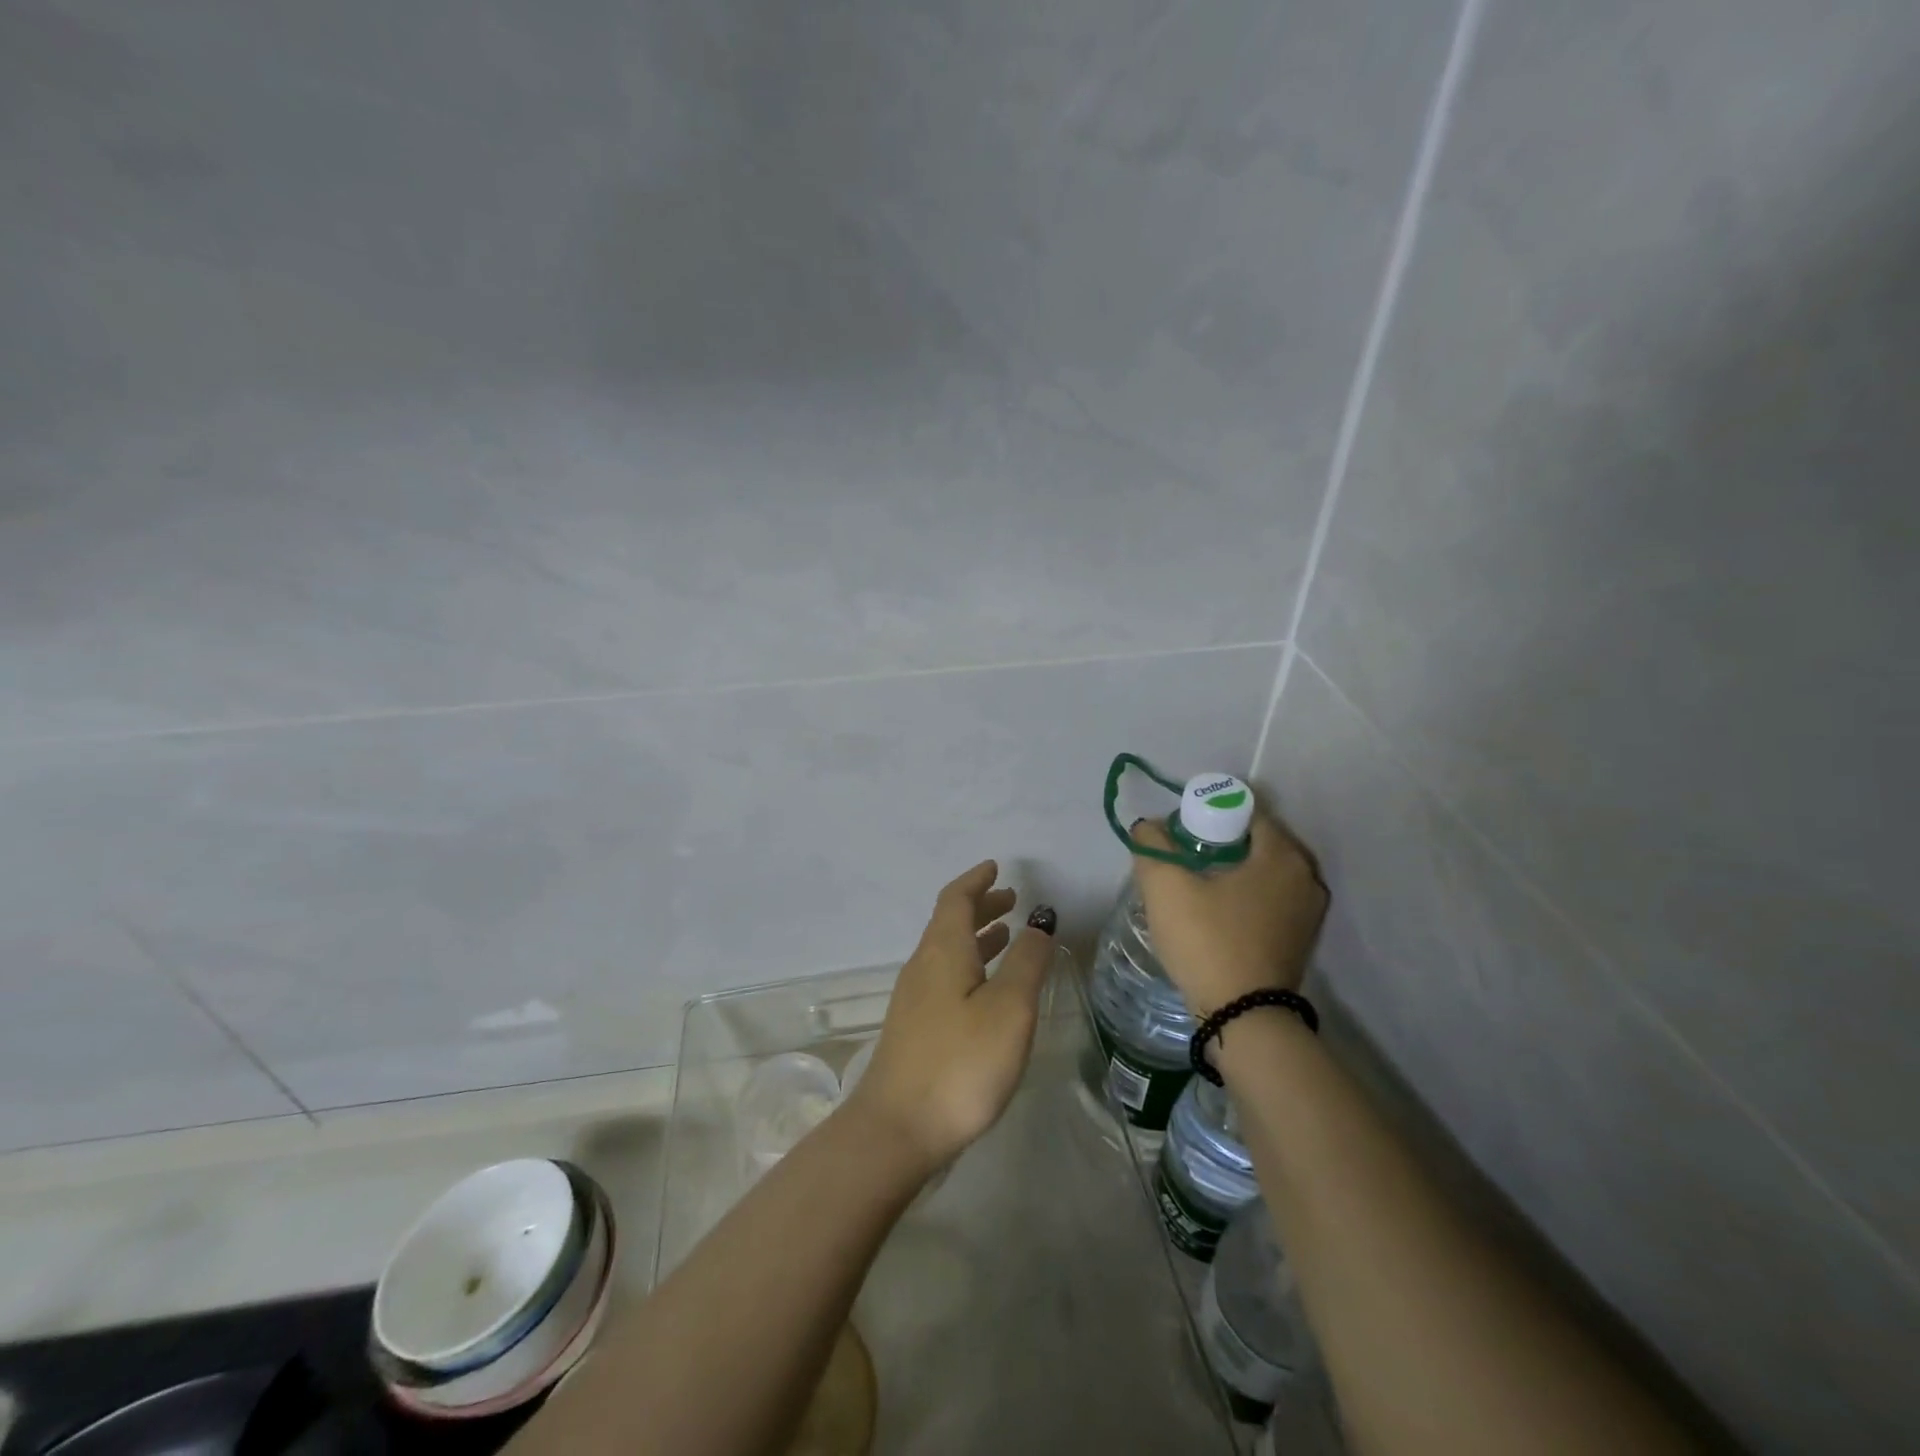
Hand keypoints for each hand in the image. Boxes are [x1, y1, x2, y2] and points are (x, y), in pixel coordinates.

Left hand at [842, 861, 1055, 1176]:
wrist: (898, 1129)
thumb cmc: (960, 1063)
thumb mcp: (1008, 1009)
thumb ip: (1027, 963)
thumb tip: (1038, 923)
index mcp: (943, 950)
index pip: (955, 899)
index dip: (976, 880)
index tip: (995, 867)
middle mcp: (923, 966)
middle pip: (949, 922)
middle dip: (980, 906)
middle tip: (1011, 900)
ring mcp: (914, 999)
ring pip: (947, 951)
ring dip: (976, 936)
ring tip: (1006, 936)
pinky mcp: (915, 1028)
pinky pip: (944, 976)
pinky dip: (969, 964)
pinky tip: (986, 988)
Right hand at [1131, 811, 1328, 1015]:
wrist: (1243, 1018)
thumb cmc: (1208, 941)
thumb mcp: (1166, 887)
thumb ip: (1152, 845)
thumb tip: (1148, 827)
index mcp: (1282, 855)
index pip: (1245, 812)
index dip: (1208, 814)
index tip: (1180, 832)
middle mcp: (1306, 876)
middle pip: (1256, 841)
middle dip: (1219, 841)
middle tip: (1184, 856)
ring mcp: (1309, 911)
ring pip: (1264, 872)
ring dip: (1233, 870)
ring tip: (1196, 883)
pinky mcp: (1302, 938)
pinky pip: (1271, 898)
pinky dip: (1246, 895)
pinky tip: (1217, 910)